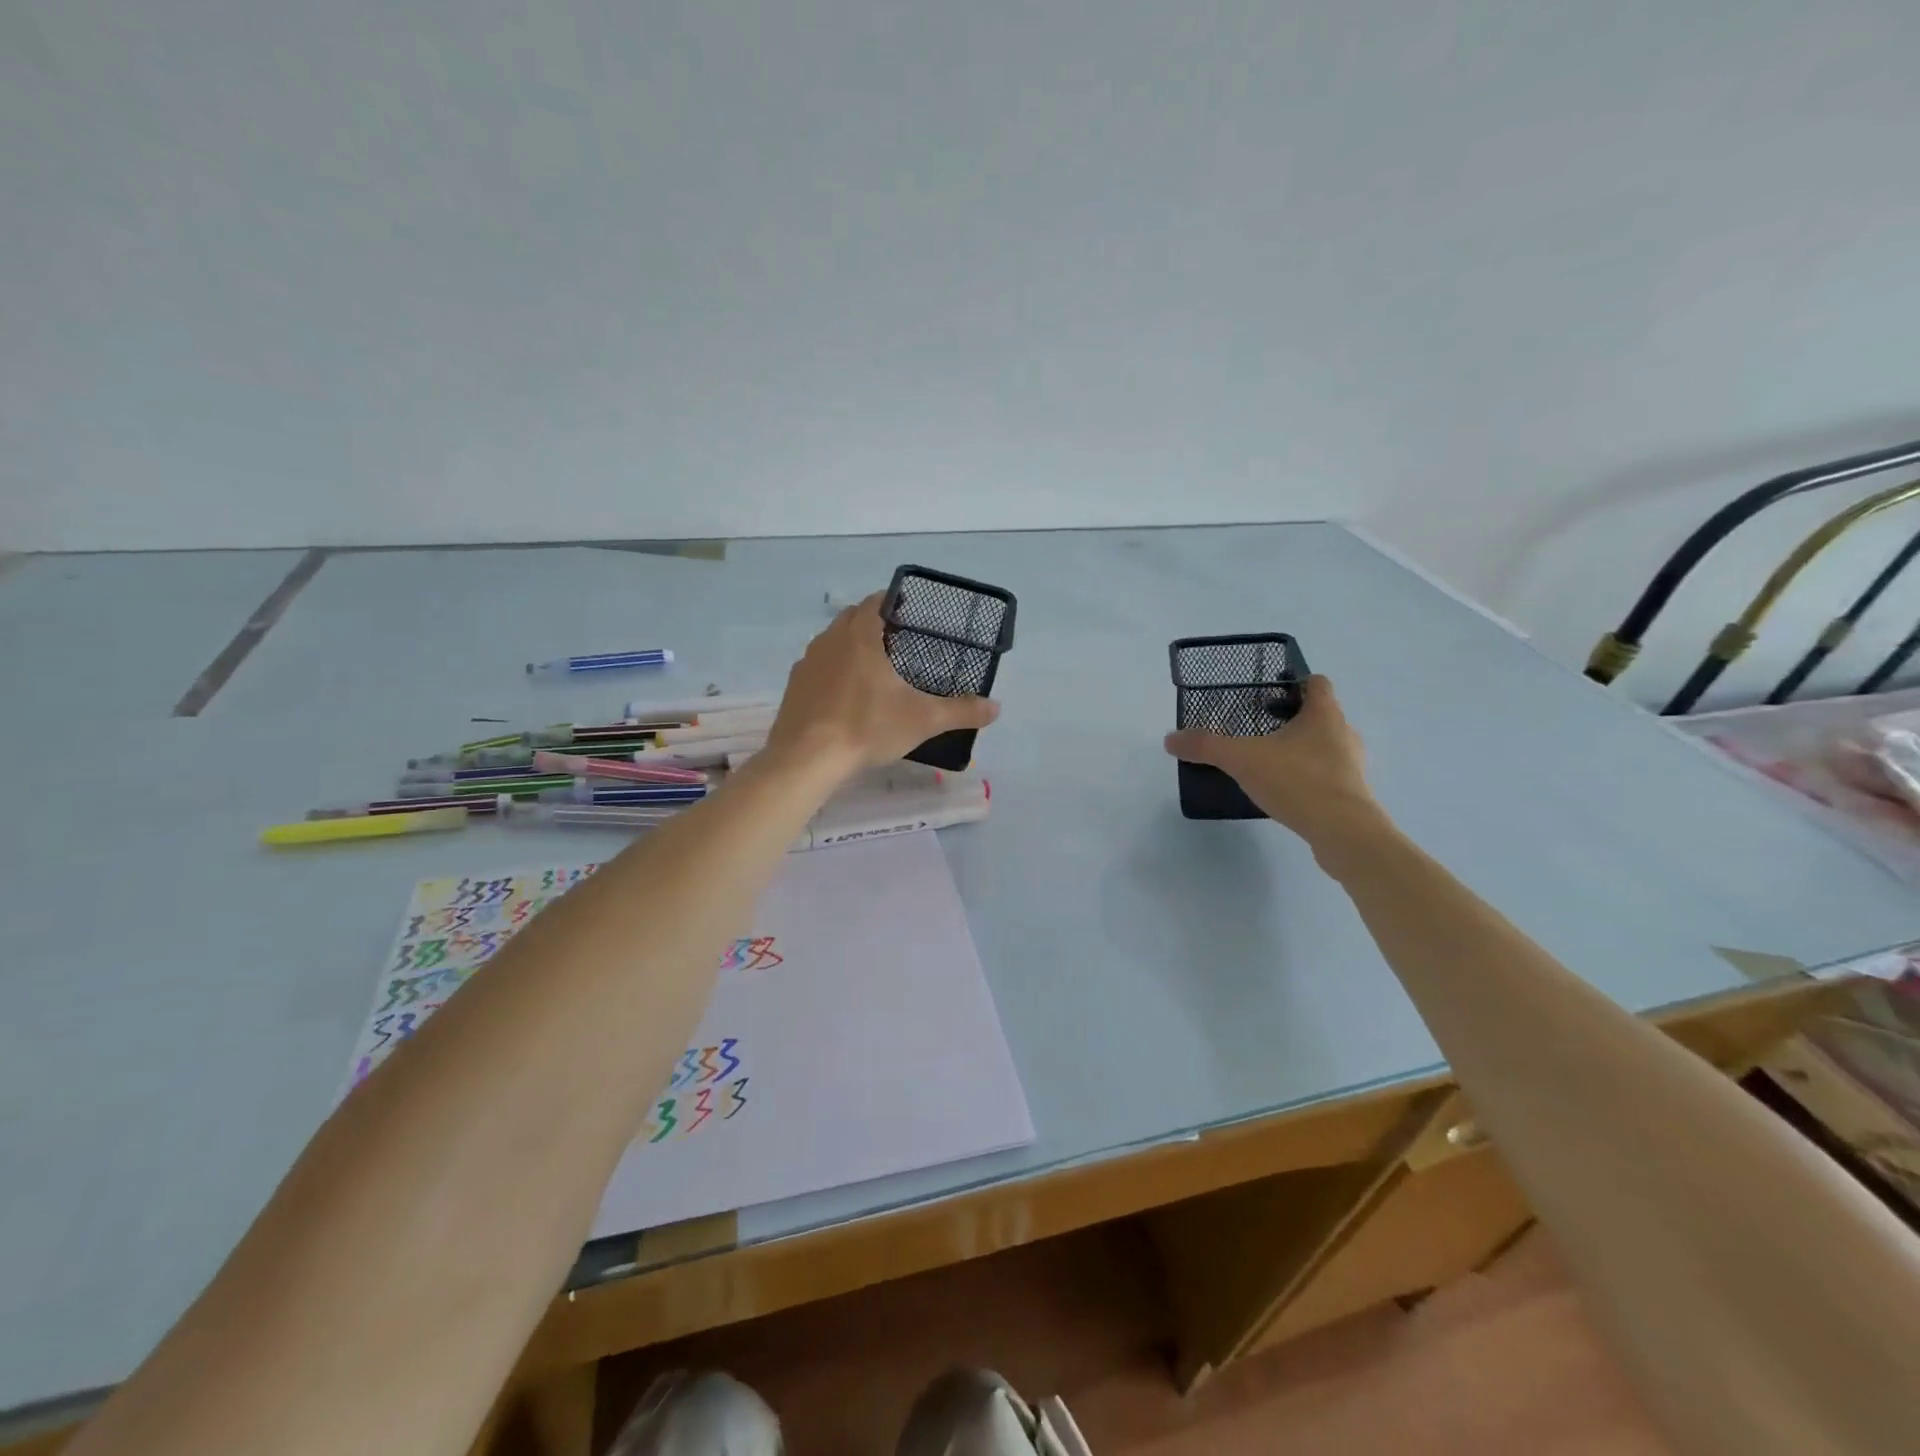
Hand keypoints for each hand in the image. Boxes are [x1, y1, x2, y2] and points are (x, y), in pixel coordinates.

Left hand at [766, 592, 1000, 773]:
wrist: (808, 758)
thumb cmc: (868, 727)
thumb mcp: (923, 719)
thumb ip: (961, 710)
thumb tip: (996, 708)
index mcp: (860, 636)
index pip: (875, 602)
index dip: (893, 603)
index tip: (909, 613)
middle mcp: (829, 640)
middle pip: (852, 619)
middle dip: (872, 624)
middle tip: (897, 642)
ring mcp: (807, 663)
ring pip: (832, 642)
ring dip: (850, 647)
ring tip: (872, 669)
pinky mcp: (794, 687)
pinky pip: (817, 668)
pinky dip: (832, 672)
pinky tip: (845, 697)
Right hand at [1163, 676, 1388, 860]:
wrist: (1344, 833)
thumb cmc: (1298, 781)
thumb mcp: (1242, 759)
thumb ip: (1206, 746)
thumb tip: (1170, 739)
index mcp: (1324, 714)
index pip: (1316, 683)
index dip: (1295, 682)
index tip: (1268, 693)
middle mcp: (1344, 733)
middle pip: (1320, 715)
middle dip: (1291, 719)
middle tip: (1259, 728)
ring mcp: (1352, 765)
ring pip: (1325, 747)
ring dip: (1300, 750)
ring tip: (1268, 762)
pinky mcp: (1352, 794)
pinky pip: (1327, 776)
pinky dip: (1307, 778)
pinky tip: (1284, 791)